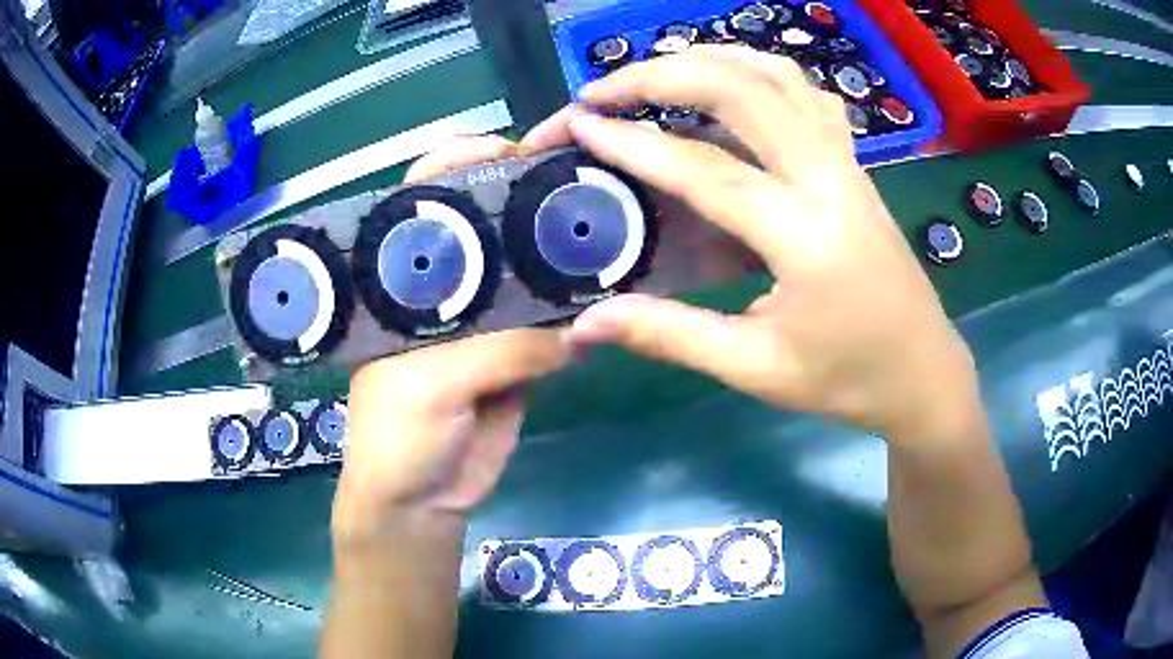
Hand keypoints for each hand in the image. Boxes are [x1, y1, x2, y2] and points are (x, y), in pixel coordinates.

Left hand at [332, 136, 570, 547]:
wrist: (422, 501)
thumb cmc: (398, 435)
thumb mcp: (432, 385)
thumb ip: (500, 350)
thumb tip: (575, 329)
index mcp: (403, 283)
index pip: (423, 204)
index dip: (458, 167)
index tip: (509, 151)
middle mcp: (445, 290)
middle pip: (485, 231)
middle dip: (525, 203)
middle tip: (575, 184)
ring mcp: (485, 323)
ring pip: (524, 277)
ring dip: (557, 258)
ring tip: (603, 231)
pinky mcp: (517, 357)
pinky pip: (549, 326)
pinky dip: (575, 312)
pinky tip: (606, 295)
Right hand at [526, 46, 979, 440]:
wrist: (922, 370)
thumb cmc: (846, 378)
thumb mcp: (755, 368)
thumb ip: (670, 335)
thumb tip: (585, 325)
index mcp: (804, 236)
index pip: (705, 170)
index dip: (633, 143)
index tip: (577, 125)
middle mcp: (828, 178)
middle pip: (740, 89)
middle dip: (659, 77)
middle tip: (601, 92)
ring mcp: (846, 161)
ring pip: (775, 74)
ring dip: (707, 61)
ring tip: (653, 76)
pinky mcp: (852, 161)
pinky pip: (803, 92)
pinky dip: (755, 72)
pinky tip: (727, 86)